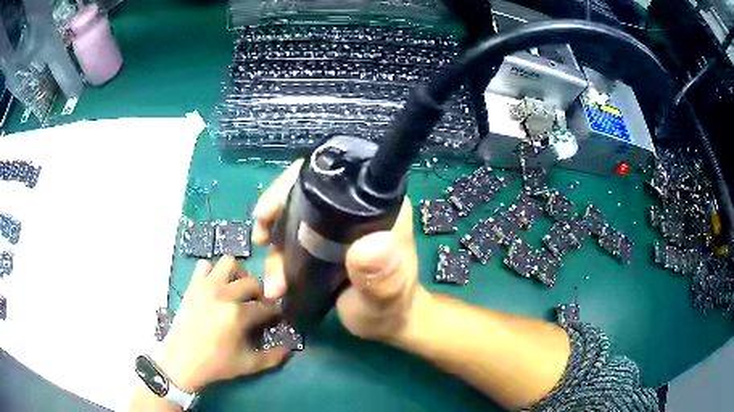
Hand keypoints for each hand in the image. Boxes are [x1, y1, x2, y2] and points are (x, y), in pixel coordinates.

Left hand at [156, 257, 287, 392]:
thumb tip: (289, 349)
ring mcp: (207, 286)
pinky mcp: (193, 285)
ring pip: (229, 263)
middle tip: (257, 305)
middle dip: (260, 293)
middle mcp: (224, 294)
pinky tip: (216, 286)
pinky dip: (213, 272)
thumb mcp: (248, 365)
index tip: (275, 317)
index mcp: (239, 314)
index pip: (266, 306)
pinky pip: (205, 265)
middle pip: (252, 282)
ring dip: (238, 274)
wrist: (181, 360)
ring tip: (237, 289)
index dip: (274, 312)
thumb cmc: (215, 363)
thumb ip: (272, 357)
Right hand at [251, 160, 427, 341]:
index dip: (293, 185)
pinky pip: (295, 239)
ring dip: (275, 244)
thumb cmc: (391, 309)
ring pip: (294, 218)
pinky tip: (276, 281)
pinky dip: (280, 257)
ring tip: (274, 280)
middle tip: (261, 238)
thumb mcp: (385, 296)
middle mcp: (355, 210)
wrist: (387, 325)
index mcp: (377, 208)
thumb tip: (371, 245)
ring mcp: (338, 227)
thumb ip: (381, 276)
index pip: (332, 176)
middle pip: (304, 193)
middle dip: (275, 213)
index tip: (270, 211)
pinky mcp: (326, 244)